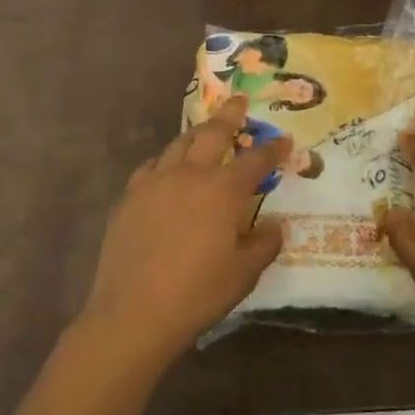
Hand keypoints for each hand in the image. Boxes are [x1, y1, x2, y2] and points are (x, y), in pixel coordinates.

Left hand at [77, 97, 287, 363]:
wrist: (133, 314)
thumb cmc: (197, 293)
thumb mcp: (244, 274)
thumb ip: (264, 244)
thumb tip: (275, 225)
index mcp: (224, 191)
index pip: (256, 160)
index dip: (273, 149)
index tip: (284, 141)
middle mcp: (191, 175)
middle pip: (213, 133)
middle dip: (230, 114)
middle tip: (238, 100)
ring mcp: (156, 182)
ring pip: (179, 144)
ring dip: (196, 133)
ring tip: (204, 130)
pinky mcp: (130, 197)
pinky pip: (151, 166)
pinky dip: (165, 161)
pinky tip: (166, 169)